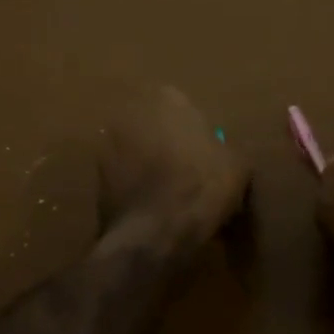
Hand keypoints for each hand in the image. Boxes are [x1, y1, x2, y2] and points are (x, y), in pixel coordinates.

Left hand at [97, 86, 247, 249]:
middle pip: (153, 126)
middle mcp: (132, 115)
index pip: (181, 104)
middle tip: (186, 171)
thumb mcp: (237, 166)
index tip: (204, 150)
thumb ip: (227, 149)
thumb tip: (225, 154)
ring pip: (135, 152)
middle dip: (166, 143)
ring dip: (147, 166)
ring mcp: (108, 147)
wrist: (156, 232)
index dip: (193, 129)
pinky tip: (152, 209)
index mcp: (168, 101)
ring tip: (168, 194)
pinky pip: (122, 179)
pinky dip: (134, 189)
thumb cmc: (202, 186)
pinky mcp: (96, 179)